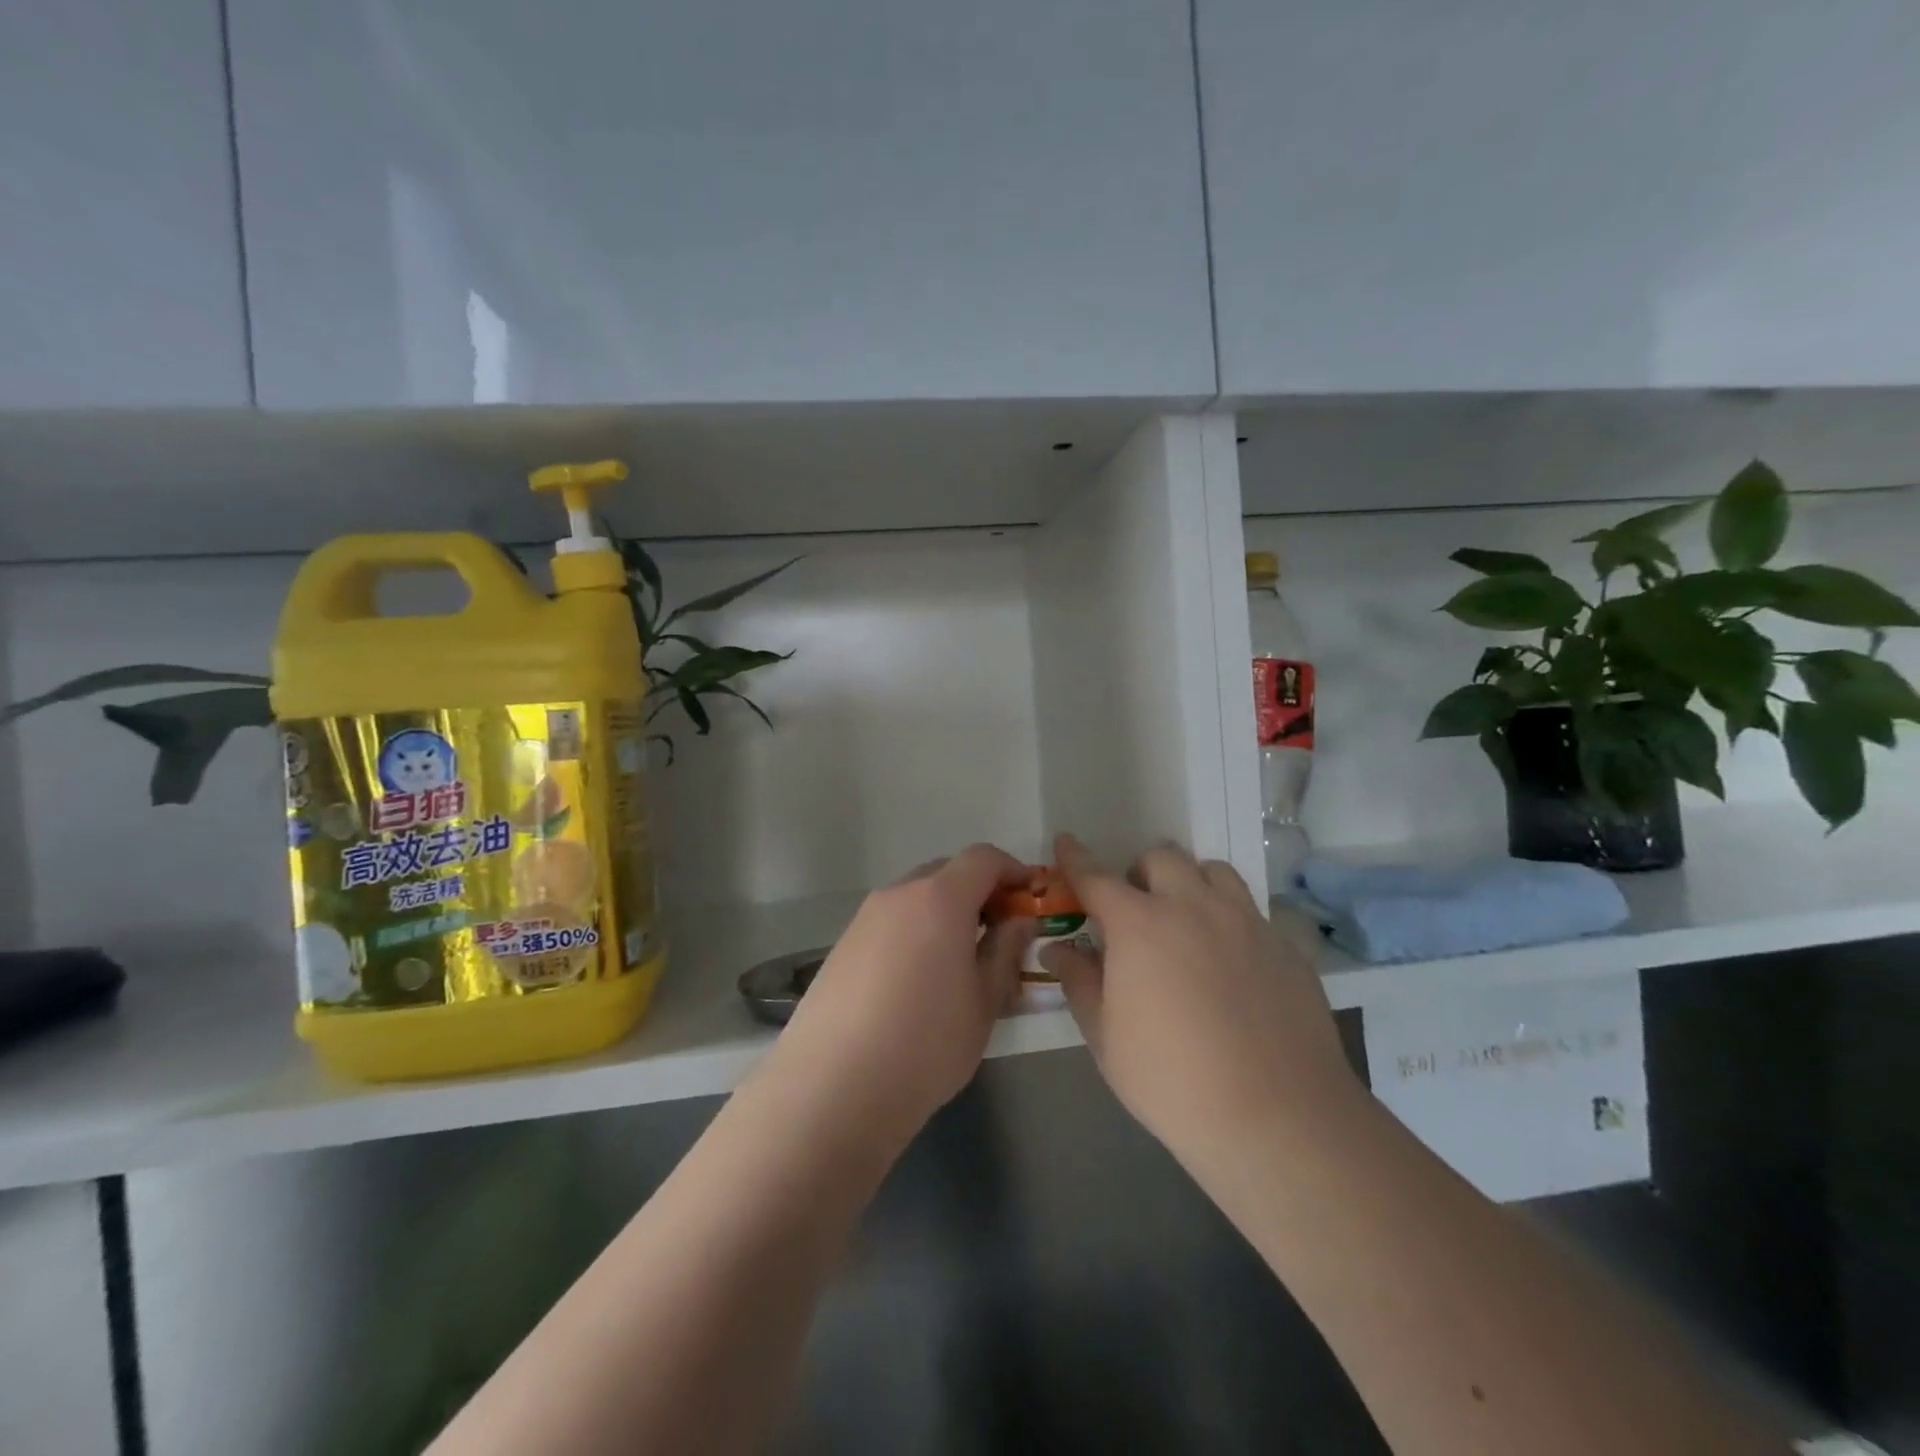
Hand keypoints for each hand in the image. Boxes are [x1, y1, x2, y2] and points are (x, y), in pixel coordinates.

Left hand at [770, 844, 1033, 1136]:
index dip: (1012, 871)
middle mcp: (899, 894)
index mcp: (939, 899)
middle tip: (999, 935)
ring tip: (960, 964)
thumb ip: (1005, 951)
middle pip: (947, 872)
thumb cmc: (925, 1045)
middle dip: (979, 893)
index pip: (983, 858)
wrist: (832, 1089)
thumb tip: (1018, 920)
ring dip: (945, 913)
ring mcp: (865, 918)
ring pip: (917, 897)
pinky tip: (918, 982)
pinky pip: (891, 922)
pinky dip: (915, 932)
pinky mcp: (843, 944)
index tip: (1030, 899)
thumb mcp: (983, 1002)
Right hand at [1043, 834, 1362, 1172]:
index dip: (1075, 858)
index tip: (1065, 842)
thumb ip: (1079, 982)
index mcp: (1140, 924)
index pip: (1096, 877)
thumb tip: (1058, 949)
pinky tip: (1232, 966)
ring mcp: (1246, 922)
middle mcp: (1193, 907)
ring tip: (1187, 922)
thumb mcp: (1106, 1037)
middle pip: (1162, 858)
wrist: (1278, 1118)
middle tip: (1136, 911)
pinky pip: (1252, 912)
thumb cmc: (1172, 1080)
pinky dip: (1231, 922)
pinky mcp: (1286, 946)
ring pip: (1214, 872)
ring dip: (1191, 884)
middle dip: (1140, 873)